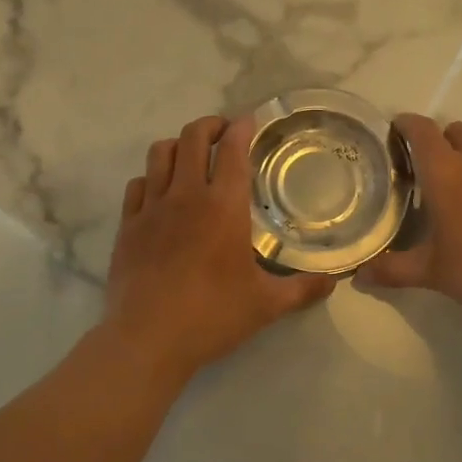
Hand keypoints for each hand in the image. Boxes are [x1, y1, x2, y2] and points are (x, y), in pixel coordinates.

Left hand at [103, 115, 335, 385]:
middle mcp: (186, 195)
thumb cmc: (212, 316)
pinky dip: (151, 177)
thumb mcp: (266, 305)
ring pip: (160, 153)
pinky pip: (137, 184)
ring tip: (191, 154)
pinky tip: (160, 191)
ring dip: (178, 144)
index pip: (233, 149)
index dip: (241, 128)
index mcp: (223, 206)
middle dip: (210, 125)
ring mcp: (152, 207)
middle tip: (223, 132)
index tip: (249, 121)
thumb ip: (302, 288)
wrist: (147, 339)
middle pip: (192, 137)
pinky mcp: (127, 225)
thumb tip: (334, 282)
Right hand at [356, 113, 461, 322]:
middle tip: (425, 168)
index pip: (422, 131)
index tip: (394, 130)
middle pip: (455, 130)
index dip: (405, 124)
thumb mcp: (431, 272)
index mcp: (446, 172)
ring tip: (458, 189)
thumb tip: (359, 276)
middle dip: (438, 140)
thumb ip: (392, 270)